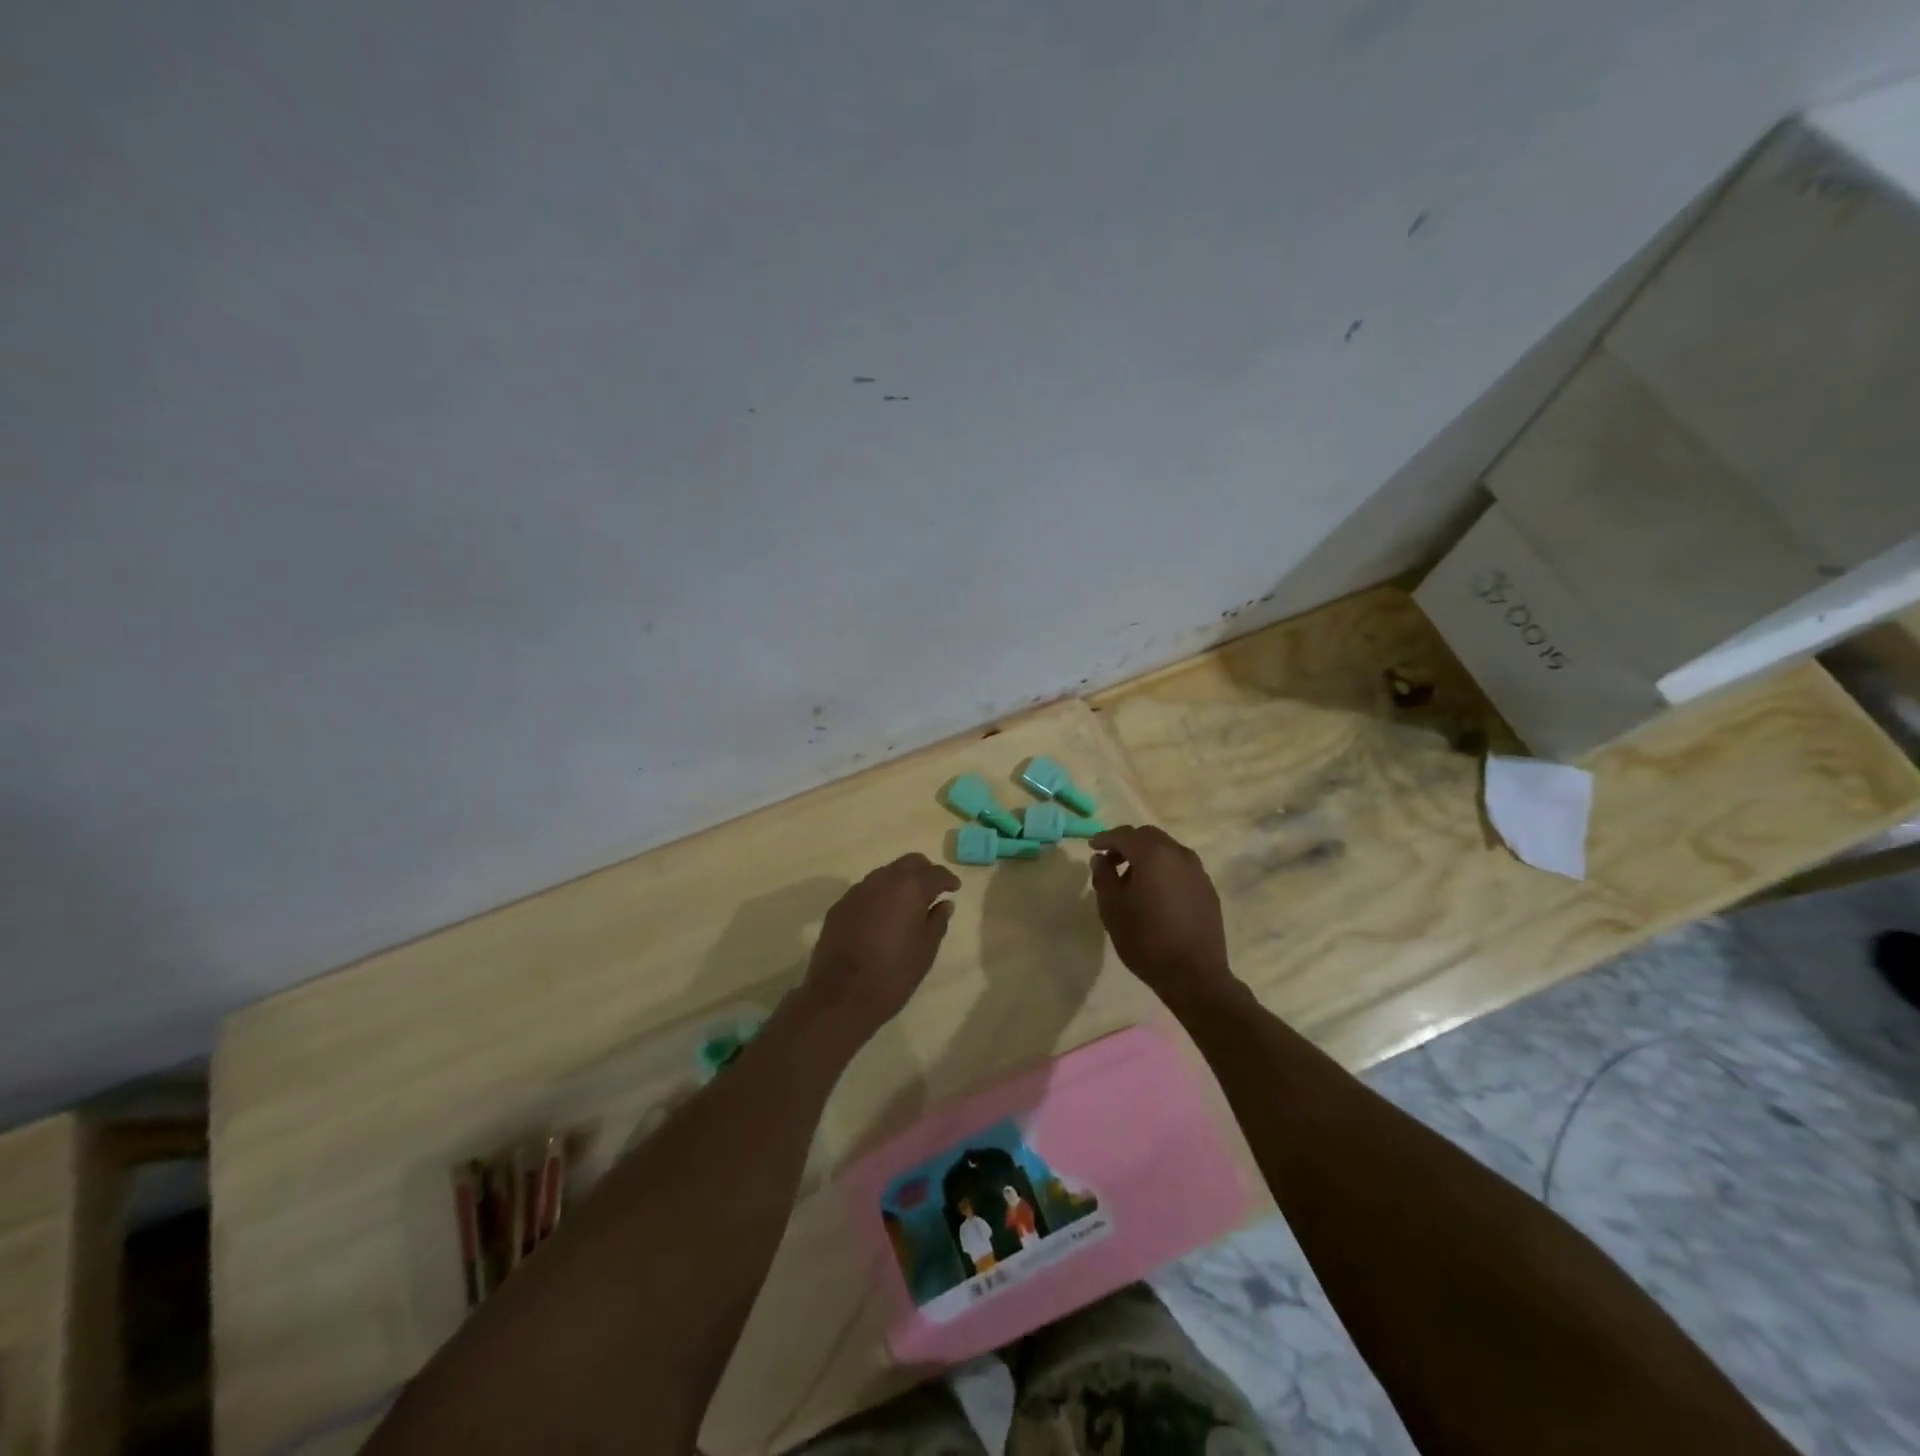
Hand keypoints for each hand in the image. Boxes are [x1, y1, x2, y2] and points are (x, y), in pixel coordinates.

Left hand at [801, 854, 960, 1041]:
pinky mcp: (839, 906)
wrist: (841, 996)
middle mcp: (882, 880)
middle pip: (908, 863)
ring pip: (885, 874)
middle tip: (933, 891)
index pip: (934, 872)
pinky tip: (881, 919)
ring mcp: (857, 891)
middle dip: (924, 872)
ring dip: (899, 883)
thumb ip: (937, 921)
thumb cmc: (894, 974)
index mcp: (909, 888)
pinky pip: (866, 891)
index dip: (947, 879)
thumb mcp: (926, 950)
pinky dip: (879, 897)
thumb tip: (944, 904)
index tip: (954, 889)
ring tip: (907, 906)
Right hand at [1088, 826, 1238, 1005]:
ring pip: (1167, 850)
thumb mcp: (1112, 908)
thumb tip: (1101, 859)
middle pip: (1148, 836)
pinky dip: (1164, 869)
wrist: (1194, 975)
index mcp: (1153, 855)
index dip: (1105, 838)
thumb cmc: (1145, 940)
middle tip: (1110, 860)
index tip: (1092, 846)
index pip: (1124, 835)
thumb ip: (1103, 876)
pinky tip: (1156, 892)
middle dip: (1127, 843)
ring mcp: (1198, 871)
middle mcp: (1179, 854)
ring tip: (1132, 878)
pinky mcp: (1208, 889)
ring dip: (1147, 856)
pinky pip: (1181, 867)